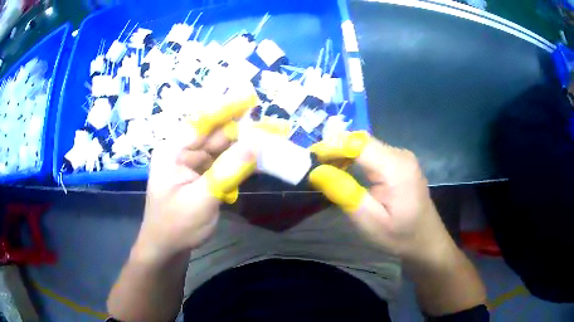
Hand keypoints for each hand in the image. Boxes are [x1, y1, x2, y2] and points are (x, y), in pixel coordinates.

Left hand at [135, 82, 257, 260]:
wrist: (166, 249)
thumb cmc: (176, 226)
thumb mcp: (201, 199)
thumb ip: (227, 170)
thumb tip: (255, 143)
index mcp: (173, 150)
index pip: (202, 122)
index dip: (227, 108)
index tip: (250, 96)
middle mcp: (182, 152)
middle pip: (214, 135)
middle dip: (241, 131)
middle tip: (269, 126)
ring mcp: (192, 165)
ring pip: (221, 150)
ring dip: (243, 147)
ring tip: (268, 141)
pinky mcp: (201, 177)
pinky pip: (222, 164)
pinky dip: (238, 163)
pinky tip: (256, 161)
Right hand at [310, 132, 451, 261]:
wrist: (426, 240)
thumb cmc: (399, 236)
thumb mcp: (369, 222)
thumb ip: (345, 193)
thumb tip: (317, 171)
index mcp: (396, 167)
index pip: (359, 144)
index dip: (333, 146)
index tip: (310, 156)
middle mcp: (400, 154)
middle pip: (362, 141)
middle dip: (336, 148)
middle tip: (314, 165)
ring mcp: (402, 156)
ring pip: (366, 145)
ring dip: (344, 153)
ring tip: (326, 168)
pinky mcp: (401, 162)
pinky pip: (373, 152)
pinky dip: (355, 157)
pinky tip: (346, 169)